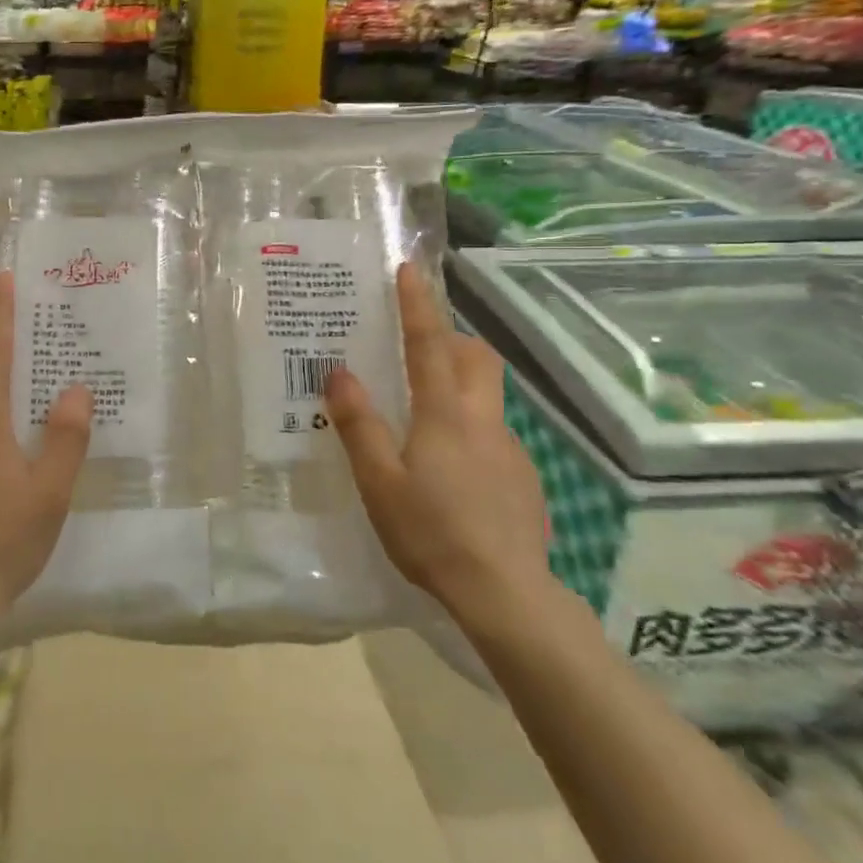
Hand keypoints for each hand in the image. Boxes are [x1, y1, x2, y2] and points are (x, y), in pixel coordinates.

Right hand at [327, 263, 552, 638]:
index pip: (430, 344)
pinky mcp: (523, 477)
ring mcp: (510, 448)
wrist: (506, 593)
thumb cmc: (432, 532)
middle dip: (451, 338)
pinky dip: (470, 429)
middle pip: (476, 358)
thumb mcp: (380, 482)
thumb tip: (338, 373)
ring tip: (423, 416)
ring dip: (460, 384)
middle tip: (417, 347)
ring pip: (487, 395)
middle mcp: (483, 420)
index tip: (409, 270)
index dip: (418, 305)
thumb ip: (359, 425)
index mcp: (444, 414)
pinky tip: (451, 472)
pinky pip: (493, 433)